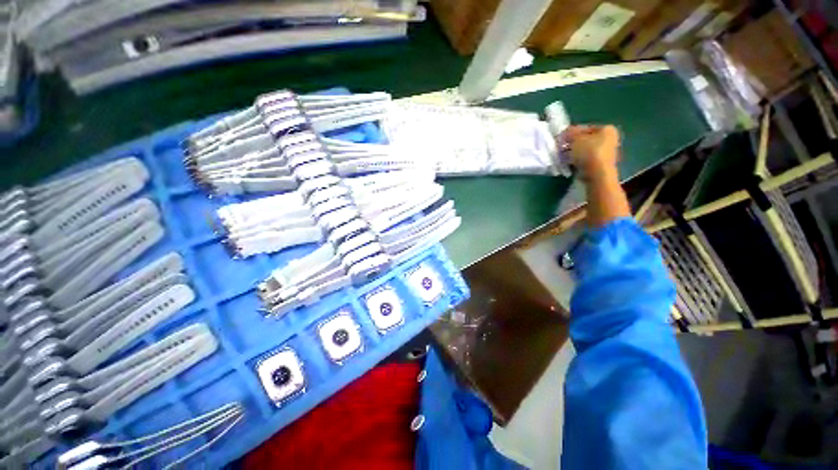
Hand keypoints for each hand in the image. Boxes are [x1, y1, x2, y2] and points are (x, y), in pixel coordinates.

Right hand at [562, 125, 620, 179]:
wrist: (597, 174)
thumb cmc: (589, 152)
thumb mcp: (575, 139)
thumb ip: (569, 134)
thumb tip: (564, 134)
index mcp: (607, 129)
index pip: (585, 128)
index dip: (571, 133)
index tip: (561, 139)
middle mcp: (609, 139)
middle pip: (585, 140)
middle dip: (572, 144)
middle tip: (561, 148)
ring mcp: (605, 153)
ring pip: (584, 151)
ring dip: (573, 153)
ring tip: (563, 157)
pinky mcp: (599, 165)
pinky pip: (585, 160)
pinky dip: (577, 161)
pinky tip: (569, 164)